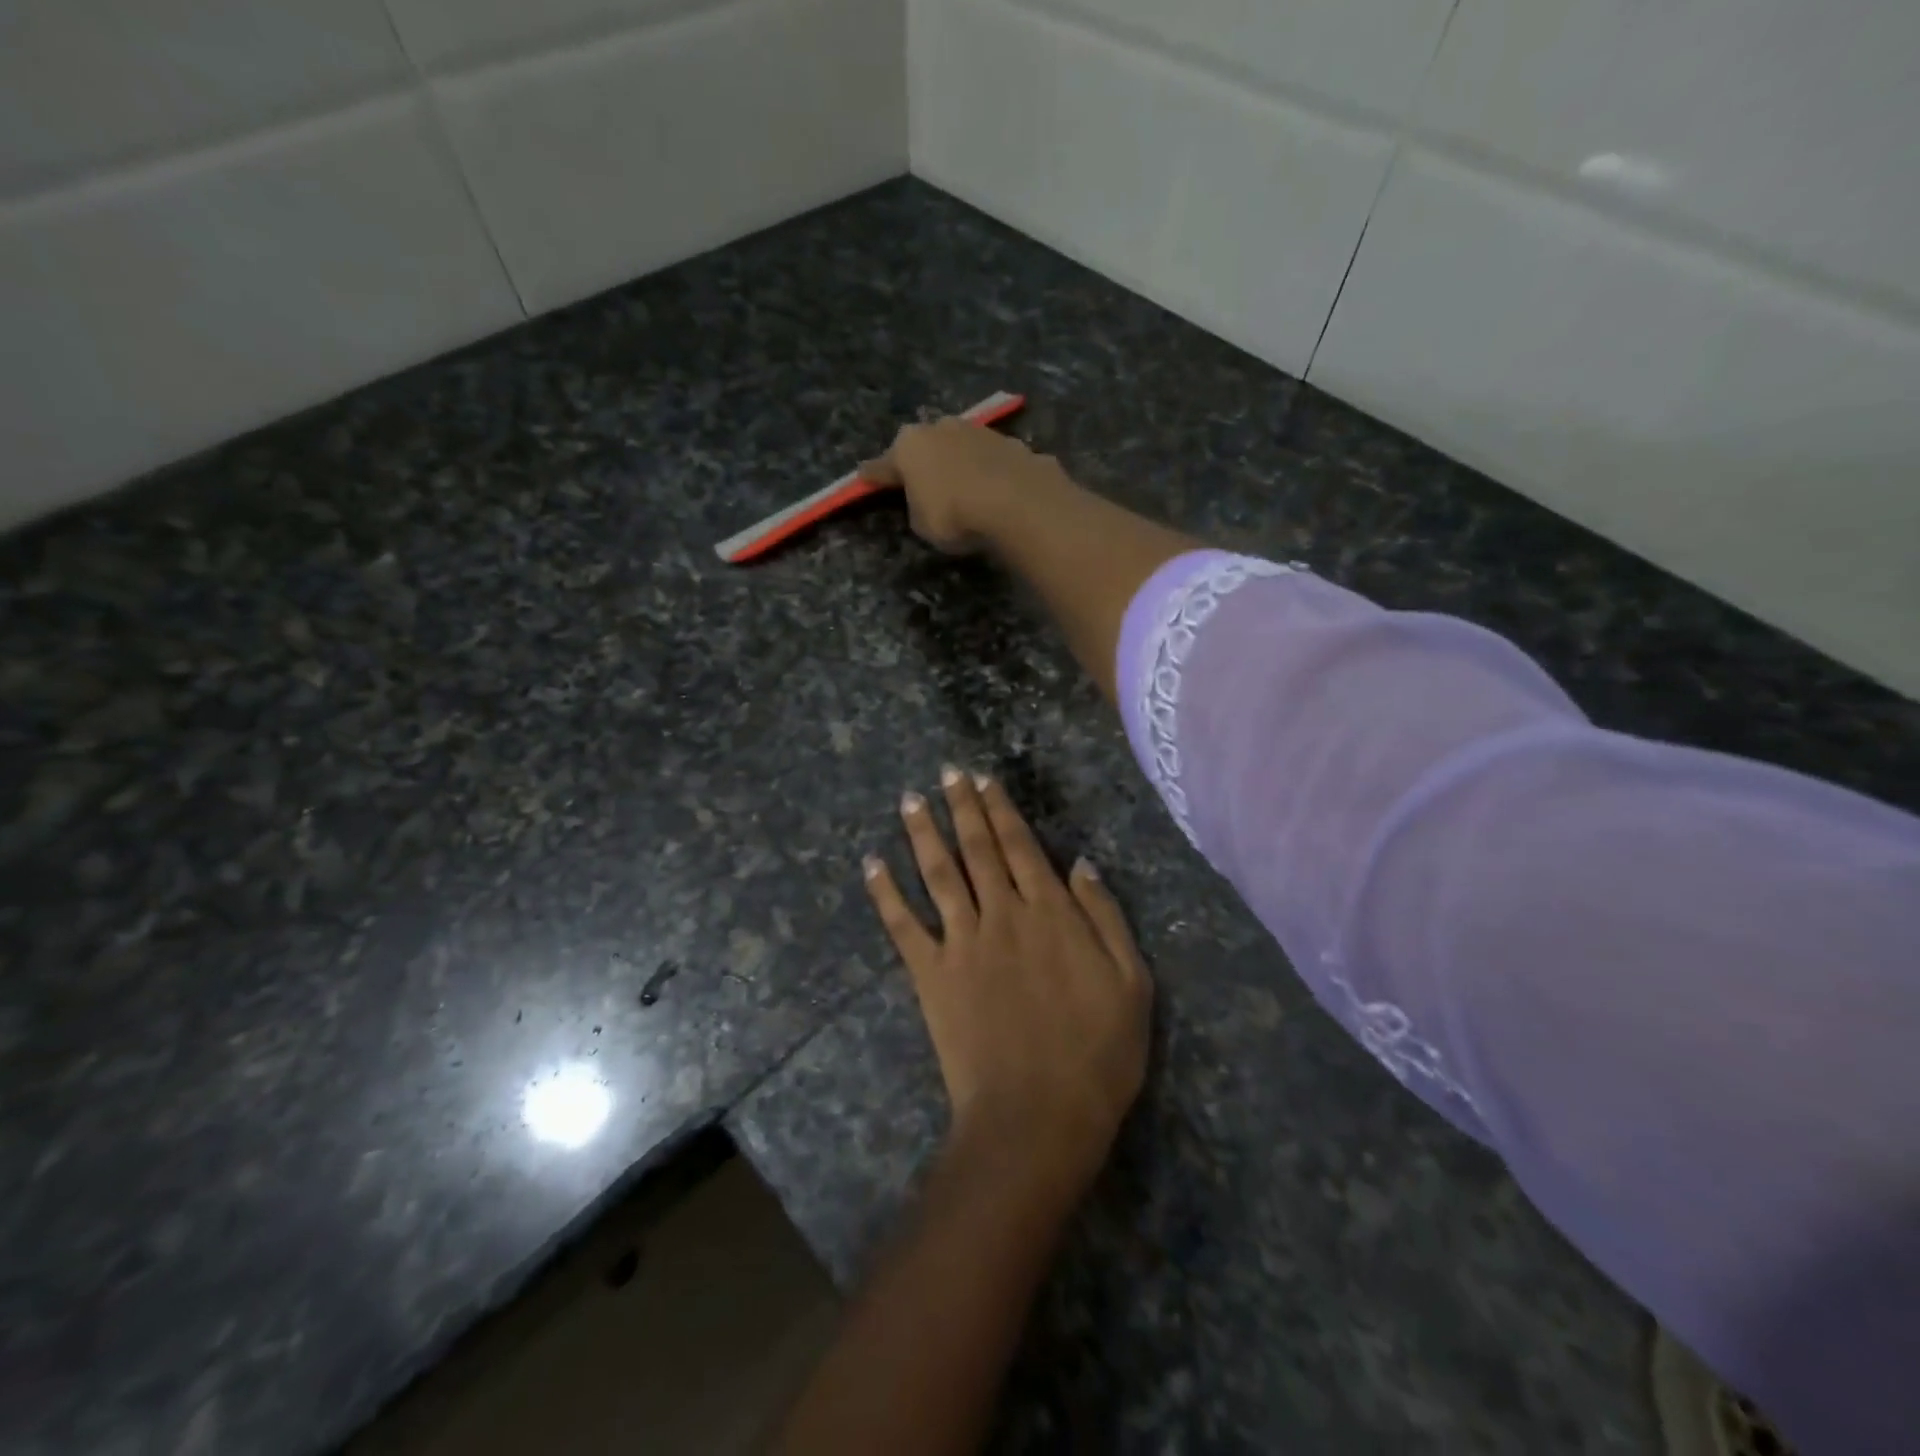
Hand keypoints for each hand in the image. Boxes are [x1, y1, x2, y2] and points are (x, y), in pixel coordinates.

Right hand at [860, 418, 1071, 553]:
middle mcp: (941, 428)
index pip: (883, 465)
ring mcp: (979, 431)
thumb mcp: (922, 524)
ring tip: (965, 487)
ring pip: (961, 446)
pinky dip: (990, 472)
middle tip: (923, 482)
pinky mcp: (1012, 443)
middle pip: (925, 445)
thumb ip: (918, 506)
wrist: (1017, 502)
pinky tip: (996, 490)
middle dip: (923, 461)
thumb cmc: (954, 515)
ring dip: (959, 462)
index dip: (874, 475)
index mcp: (909, 446)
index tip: (864, 476)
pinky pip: (992, 460)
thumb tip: (925, 496)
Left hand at [863, 766, 1153, 1200]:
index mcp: (1050, 912)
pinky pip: (903, 925)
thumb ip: (1105, 917)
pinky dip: (885, 893)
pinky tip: (872, 864)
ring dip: (923, 833)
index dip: (1001, 810)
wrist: (1038, 1115)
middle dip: (963, 807)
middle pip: (978, 849)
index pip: (1020, 846)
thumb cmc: (1097, 1054)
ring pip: (938, 873)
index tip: (985, 780)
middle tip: (947, 774)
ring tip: (911, 800)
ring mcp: (962, 941)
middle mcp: (1002, 913)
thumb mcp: (1131, 983)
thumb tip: (1081, 864)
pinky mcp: (931, 974)